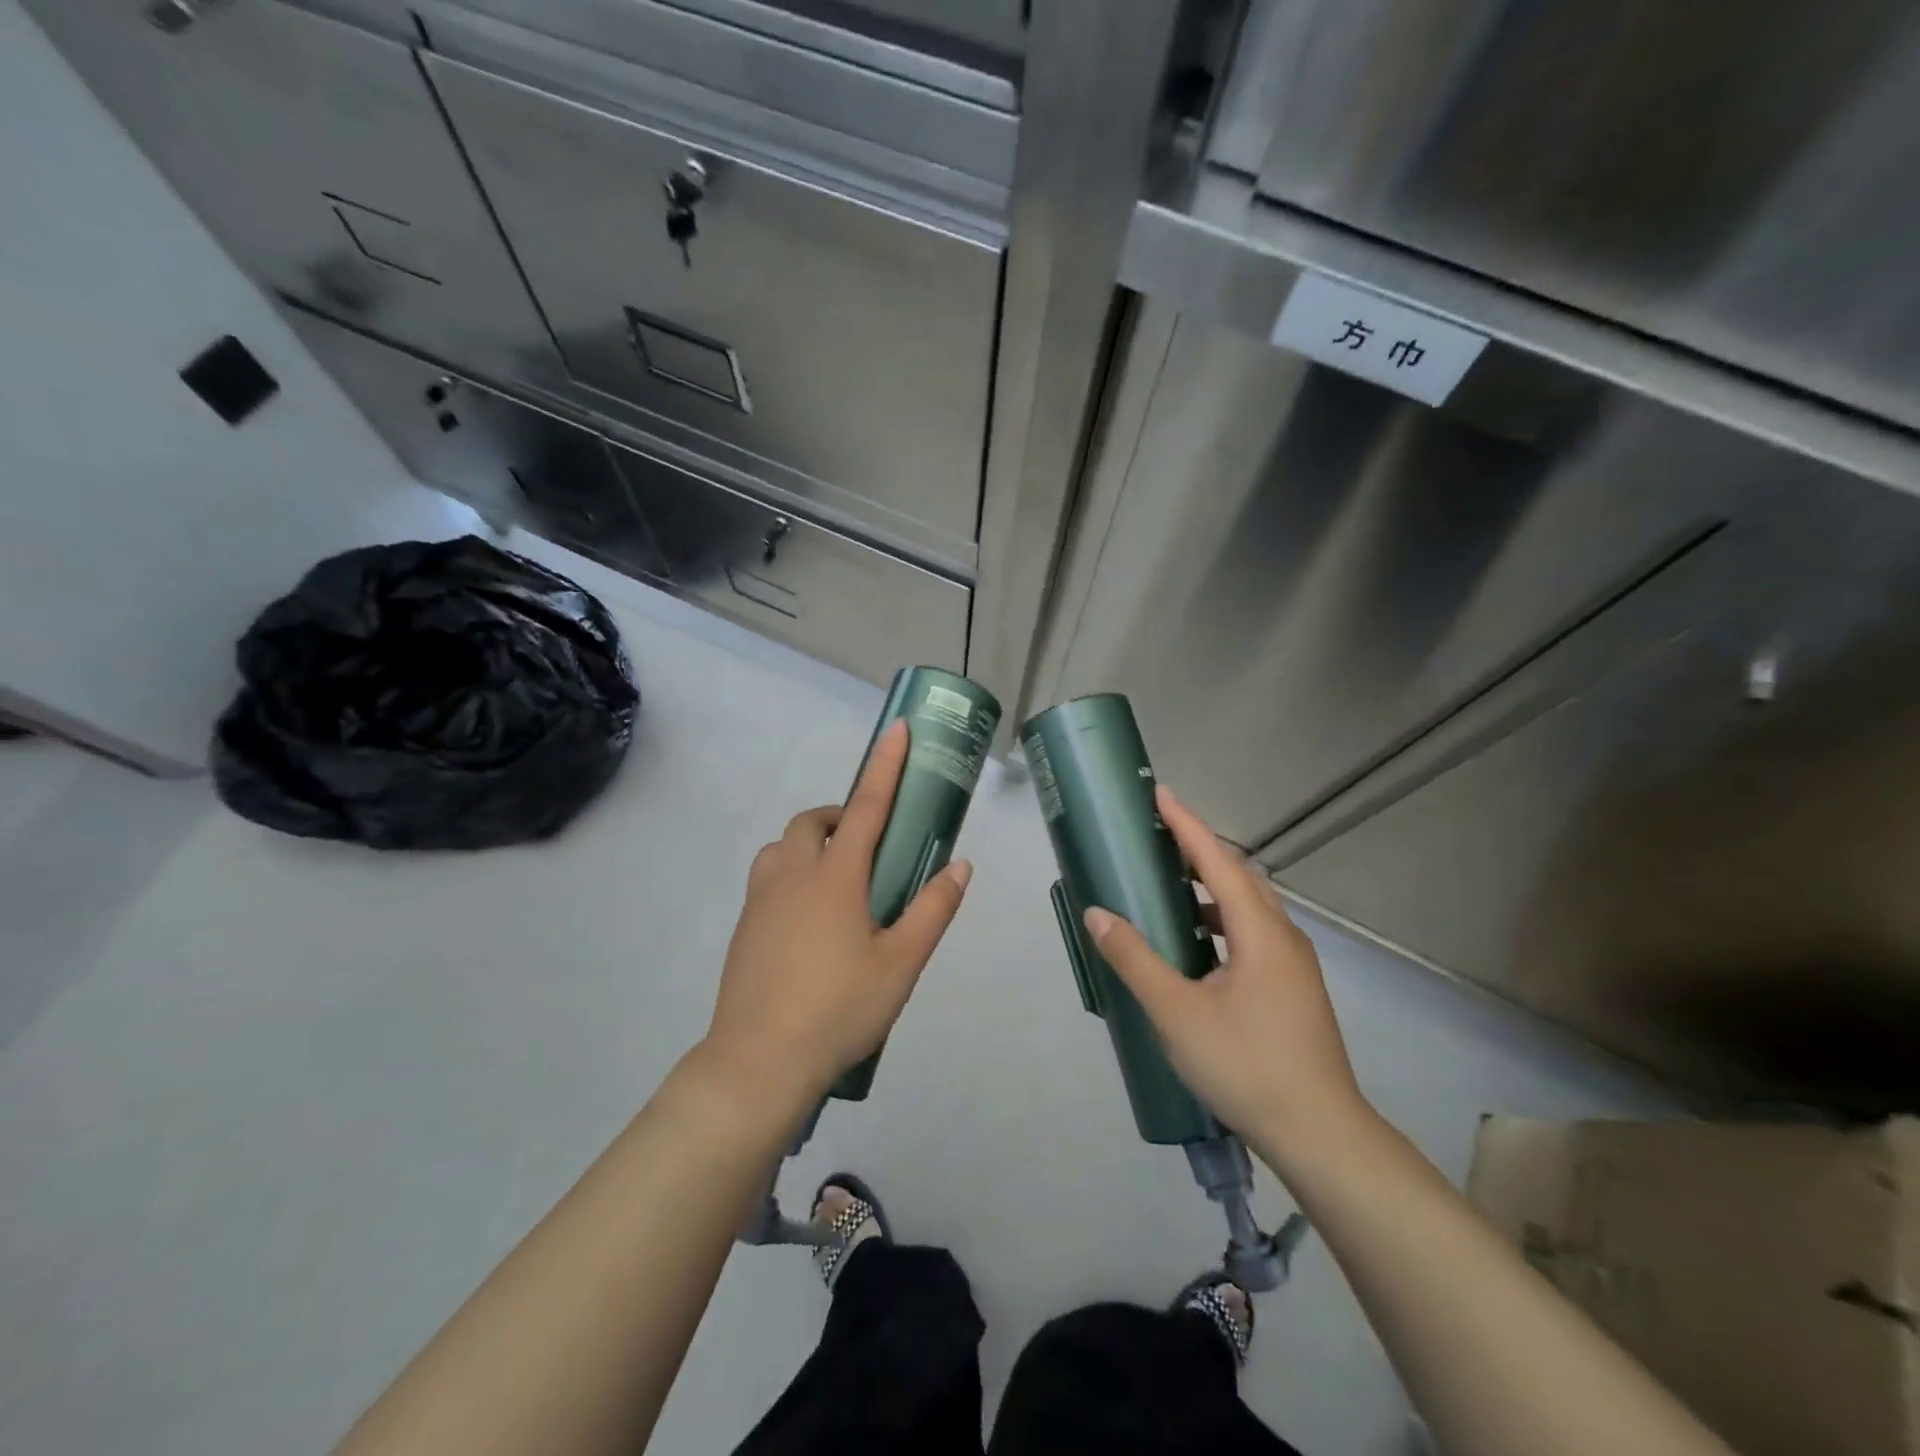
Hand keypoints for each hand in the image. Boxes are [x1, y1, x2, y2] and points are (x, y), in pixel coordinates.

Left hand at [699, 719, 971, 1116]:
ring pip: (783, 847)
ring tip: (838, 884)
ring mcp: (761, 899)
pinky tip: (809, 922)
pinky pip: (768, 879)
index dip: (885, 765)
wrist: (759, 1062)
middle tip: (870, 848)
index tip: (896, 729)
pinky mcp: (744, 926)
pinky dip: (792, 876)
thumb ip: (933, 910)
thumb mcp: (902, 963)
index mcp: (836, 877)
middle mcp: (793, 875)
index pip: (868, 806)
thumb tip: (960, 866)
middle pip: (814, 821)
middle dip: (842, 817)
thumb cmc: (839, 1008)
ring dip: (811, 845)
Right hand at [1082, 785, 1372, 1168]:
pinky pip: (1253, 933)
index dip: (1187, 825)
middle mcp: (1283, 937)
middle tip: (1158, 835)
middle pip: (1238, 876)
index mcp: (1260, 932)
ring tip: (1170, 884)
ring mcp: (1293, 964)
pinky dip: (1221, 920)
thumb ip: (1135, 959)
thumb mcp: (1176, 1012)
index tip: (1160, 794)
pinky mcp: (1293, 988)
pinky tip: (1197, 944)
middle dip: (1198, 849)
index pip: (1218, 861)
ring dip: (1211, 886)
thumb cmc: (1246, 1065)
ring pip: (1249, 907)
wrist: (1321, 1135)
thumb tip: (1098, 914)